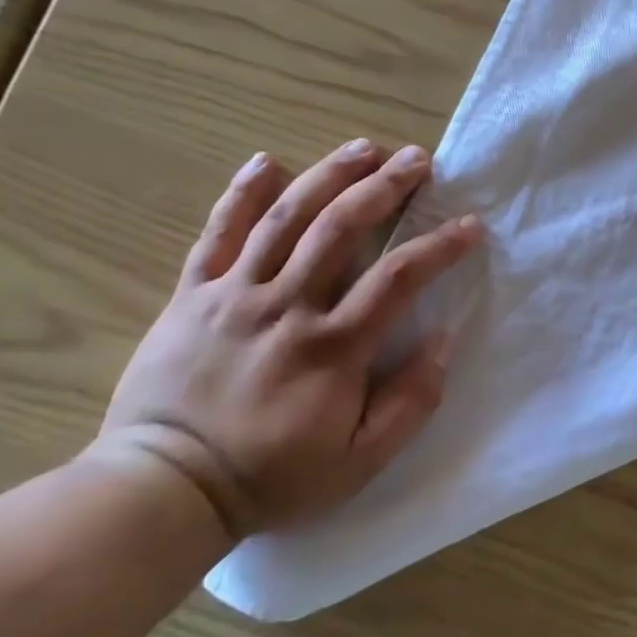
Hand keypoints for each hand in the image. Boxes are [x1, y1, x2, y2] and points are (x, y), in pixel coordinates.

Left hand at [98, 140, 482, 540]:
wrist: (166, 489)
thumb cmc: (273, 477)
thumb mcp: (360, 462)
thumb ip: (410, 403)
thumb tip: (440, 340)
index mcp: (334, 346)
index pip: (399, 278)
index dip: (440, 246)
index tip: (470, 225)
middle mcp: (287, 305)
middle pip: (342, 227)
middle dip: (385, 187)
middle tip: (417, 159)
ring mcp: (235, 294)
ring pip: (285, 218)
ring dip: (328, 175)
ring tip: (361, 148)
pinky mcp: (193, 295)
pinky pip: (217, 234)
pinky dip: (240, 194)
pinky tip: (265, 161)